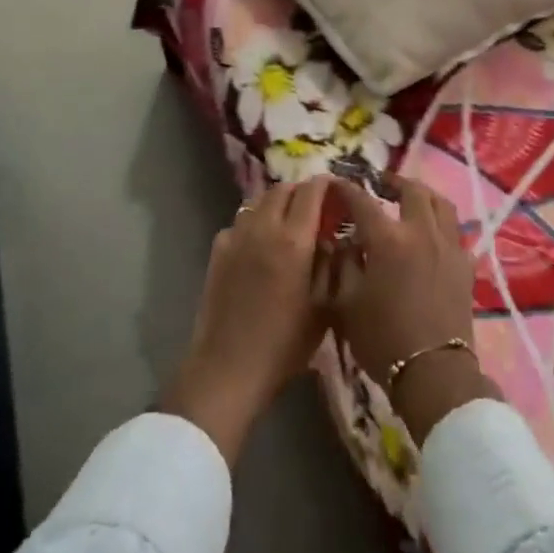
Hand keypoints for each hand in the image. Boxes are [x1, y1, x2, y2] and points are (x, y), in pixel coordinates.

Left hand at [156, 177, 329, 466]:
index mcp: (294, 240)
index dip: (326, 185)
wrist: (229, 368)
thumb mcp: (324, 308)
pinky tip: (259, 246)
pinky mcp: (217, 250)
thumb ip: (330, 266)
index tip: (336, 189)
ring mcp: (236, 236)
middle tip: (314, 207)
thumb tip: (332, 240)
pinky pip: (240, 223)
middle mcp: (264, 227)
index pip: (311, 192)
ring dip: (276, 204)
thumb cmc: (285, 344)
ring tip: (287, 223)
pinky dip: (254, 223)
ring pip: (258, 202)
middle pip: (282, 189)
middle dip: (301, 191)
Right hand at [326, 175, 495, 445]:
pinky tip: (431, 233)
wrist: (433, 373)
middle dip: (392, 182)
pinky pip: (455, 229)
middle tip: (379, 185)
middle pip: (411, 190)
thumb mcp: (345, 303)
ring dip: (422, 195)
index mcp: (387, 239)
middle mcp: (420, 231)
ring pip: (440, 203)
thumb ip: (343, 264)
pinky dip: (440, 222)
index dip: (347, 188)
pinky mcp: (465, 264)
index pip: (362, 201)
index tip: (337, 182)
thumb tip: (345, 241)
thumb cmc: (382, 340)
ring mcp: (448, 245)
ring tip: (409, 200)